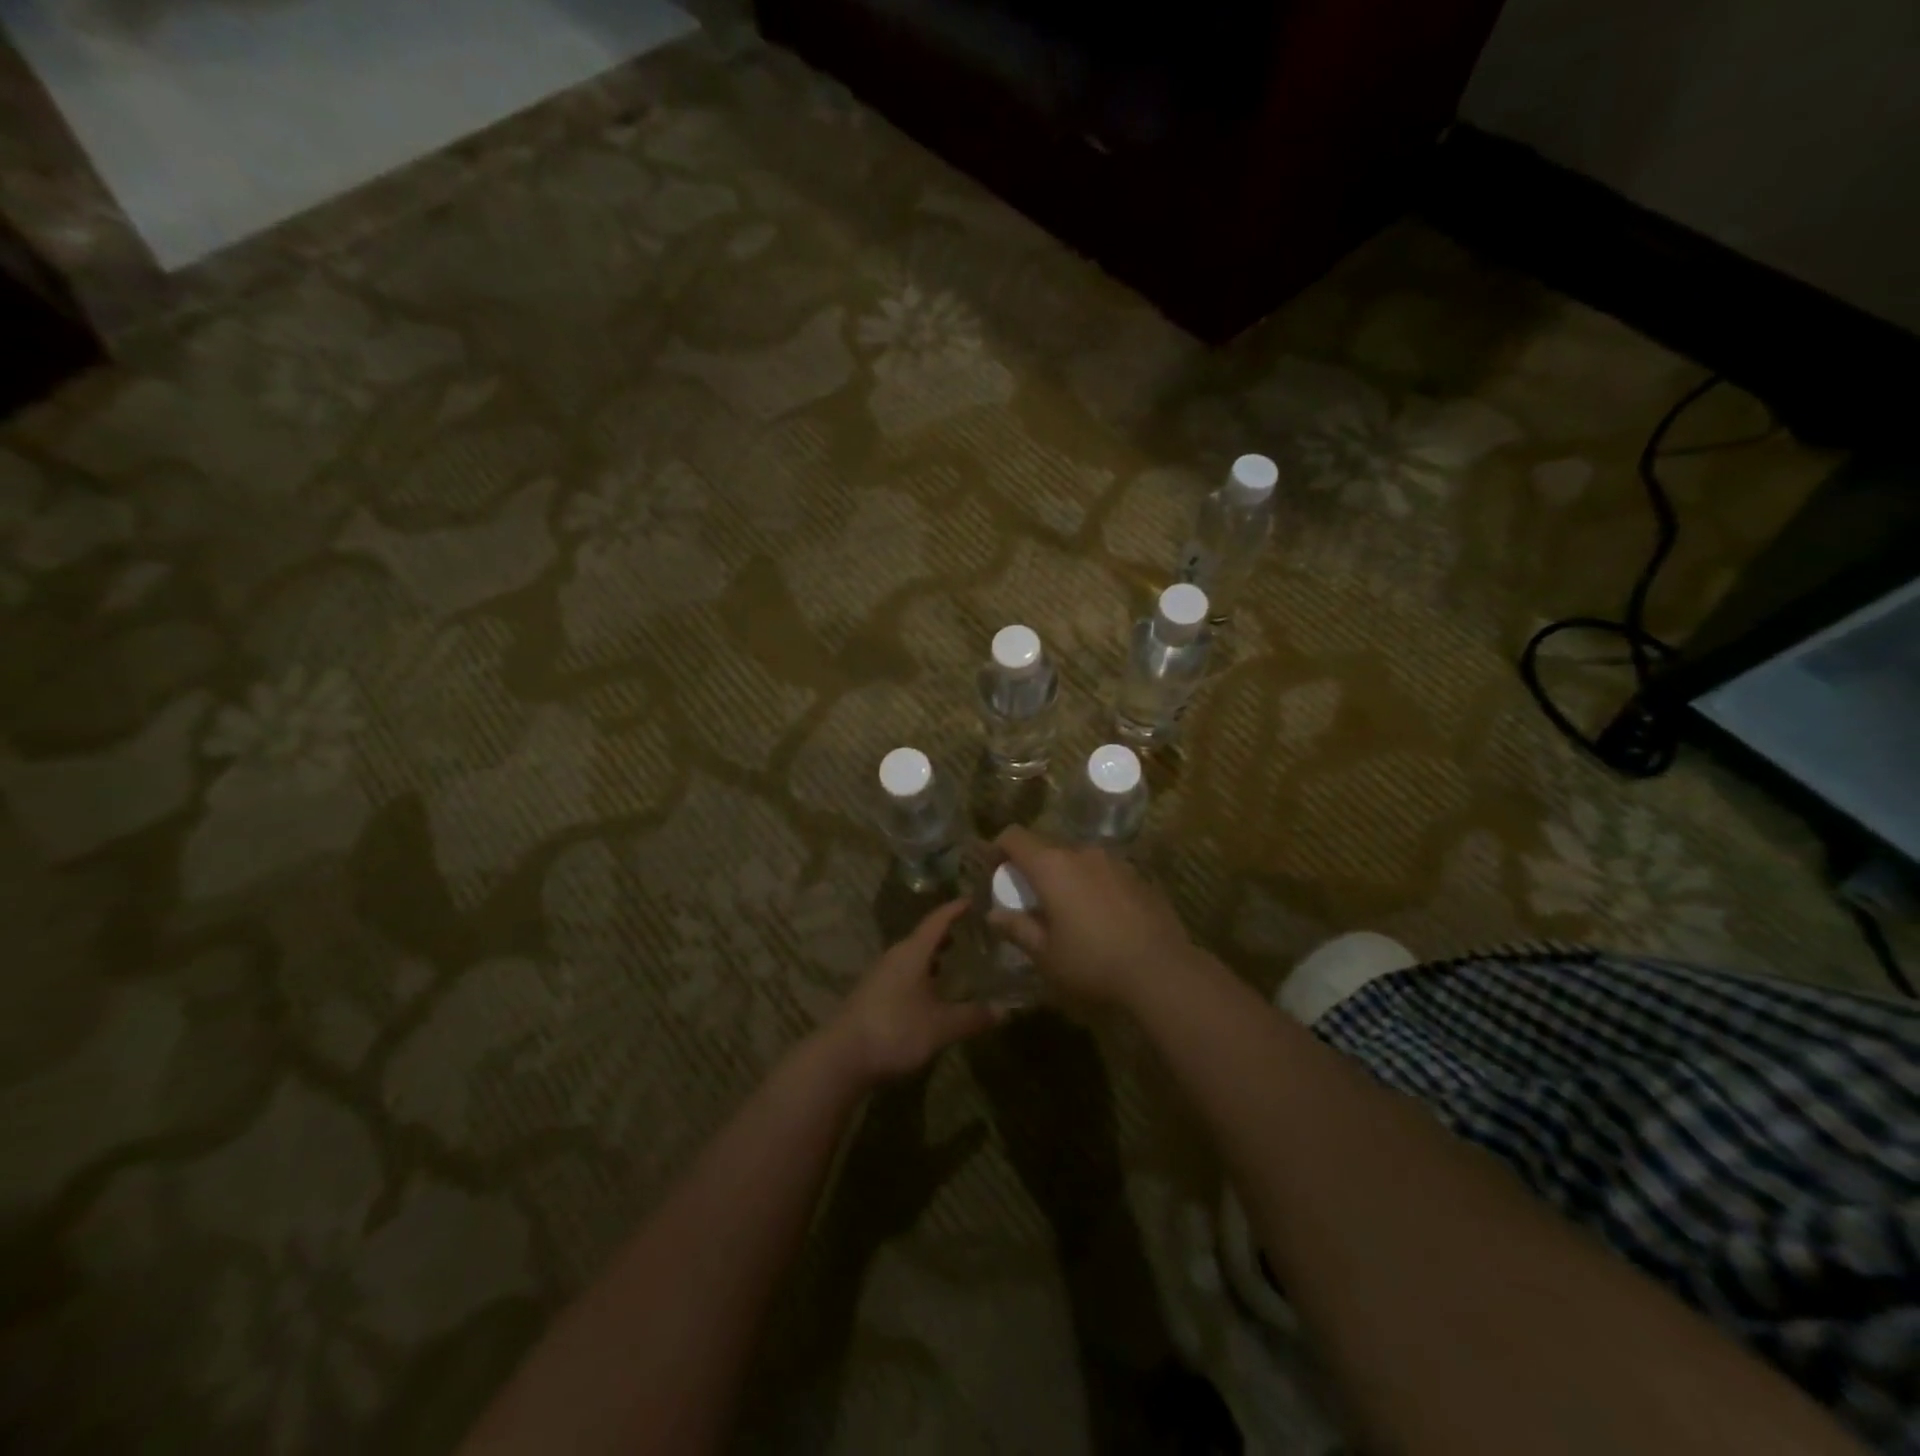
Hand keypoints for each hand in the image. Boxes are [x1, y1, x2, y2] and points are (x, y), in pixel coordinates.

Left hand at [828, 900, 1000, 1085]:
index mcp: (912, 953)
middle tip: (969, 934)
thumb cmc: (895, 1030)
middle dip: (945, 935)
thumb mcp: (941, 1026)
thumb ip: (972, 1016)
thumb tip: (1004, 1010)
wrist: (842, 1057)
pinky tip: (929, 995)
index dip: (955, 910)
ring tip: (952, 963)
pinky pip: (902, 975)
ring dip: (931, 957)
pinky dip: (920, 976)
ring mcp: (879, 976)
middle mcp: (894, 957)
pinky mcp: (871, 996)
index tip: (972, 900)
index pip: (937, 921)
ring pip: (911, 958)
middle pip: (922, 938)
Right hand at [990, 828, 1194, 1006]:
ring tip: (1067, 911)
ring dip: (1065, 877)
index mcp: (1052, 866)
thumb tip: (993, 916)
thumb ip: (1018, 929)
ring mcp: (1115, 862)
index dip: (998, 848)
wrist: (1162, 971)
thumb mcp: (1045, 954)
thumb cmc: (1092, 963)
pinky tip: (1101, 919)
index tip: (994, 870)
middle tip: (1029, 899)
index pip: (1014, 836)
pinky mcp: (1139, 877)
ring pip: (1078, 860)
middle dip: (1032, 867)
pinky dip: (1093, 886)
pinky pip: (1104, 873)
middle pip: (1046, 847)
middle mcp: (1082, 853)